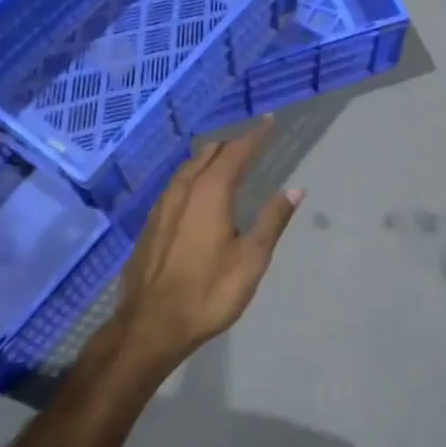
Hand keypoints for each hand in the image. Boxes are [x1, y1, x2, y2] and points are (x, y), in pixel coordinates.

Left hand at [115, 121, 301, 361]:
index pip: (236, 152)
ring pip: (188, 169)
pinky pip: (176, 186)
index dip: (255, 135)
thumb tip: (294, 189)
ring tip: (226, 162)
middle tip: (252, 143)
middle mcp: (183, 190)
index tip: (269, 121)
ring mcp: (162, 207)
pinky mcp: (150, 225)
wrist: (150, 325)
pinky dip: (193, 177)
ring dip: (209, 159)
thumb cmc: (209, 291)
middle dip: (231, 144)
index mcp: (210, 192)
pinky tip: (197, 194)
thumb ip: (272, 219)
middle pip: (208, 154)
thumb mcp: (251, 258)